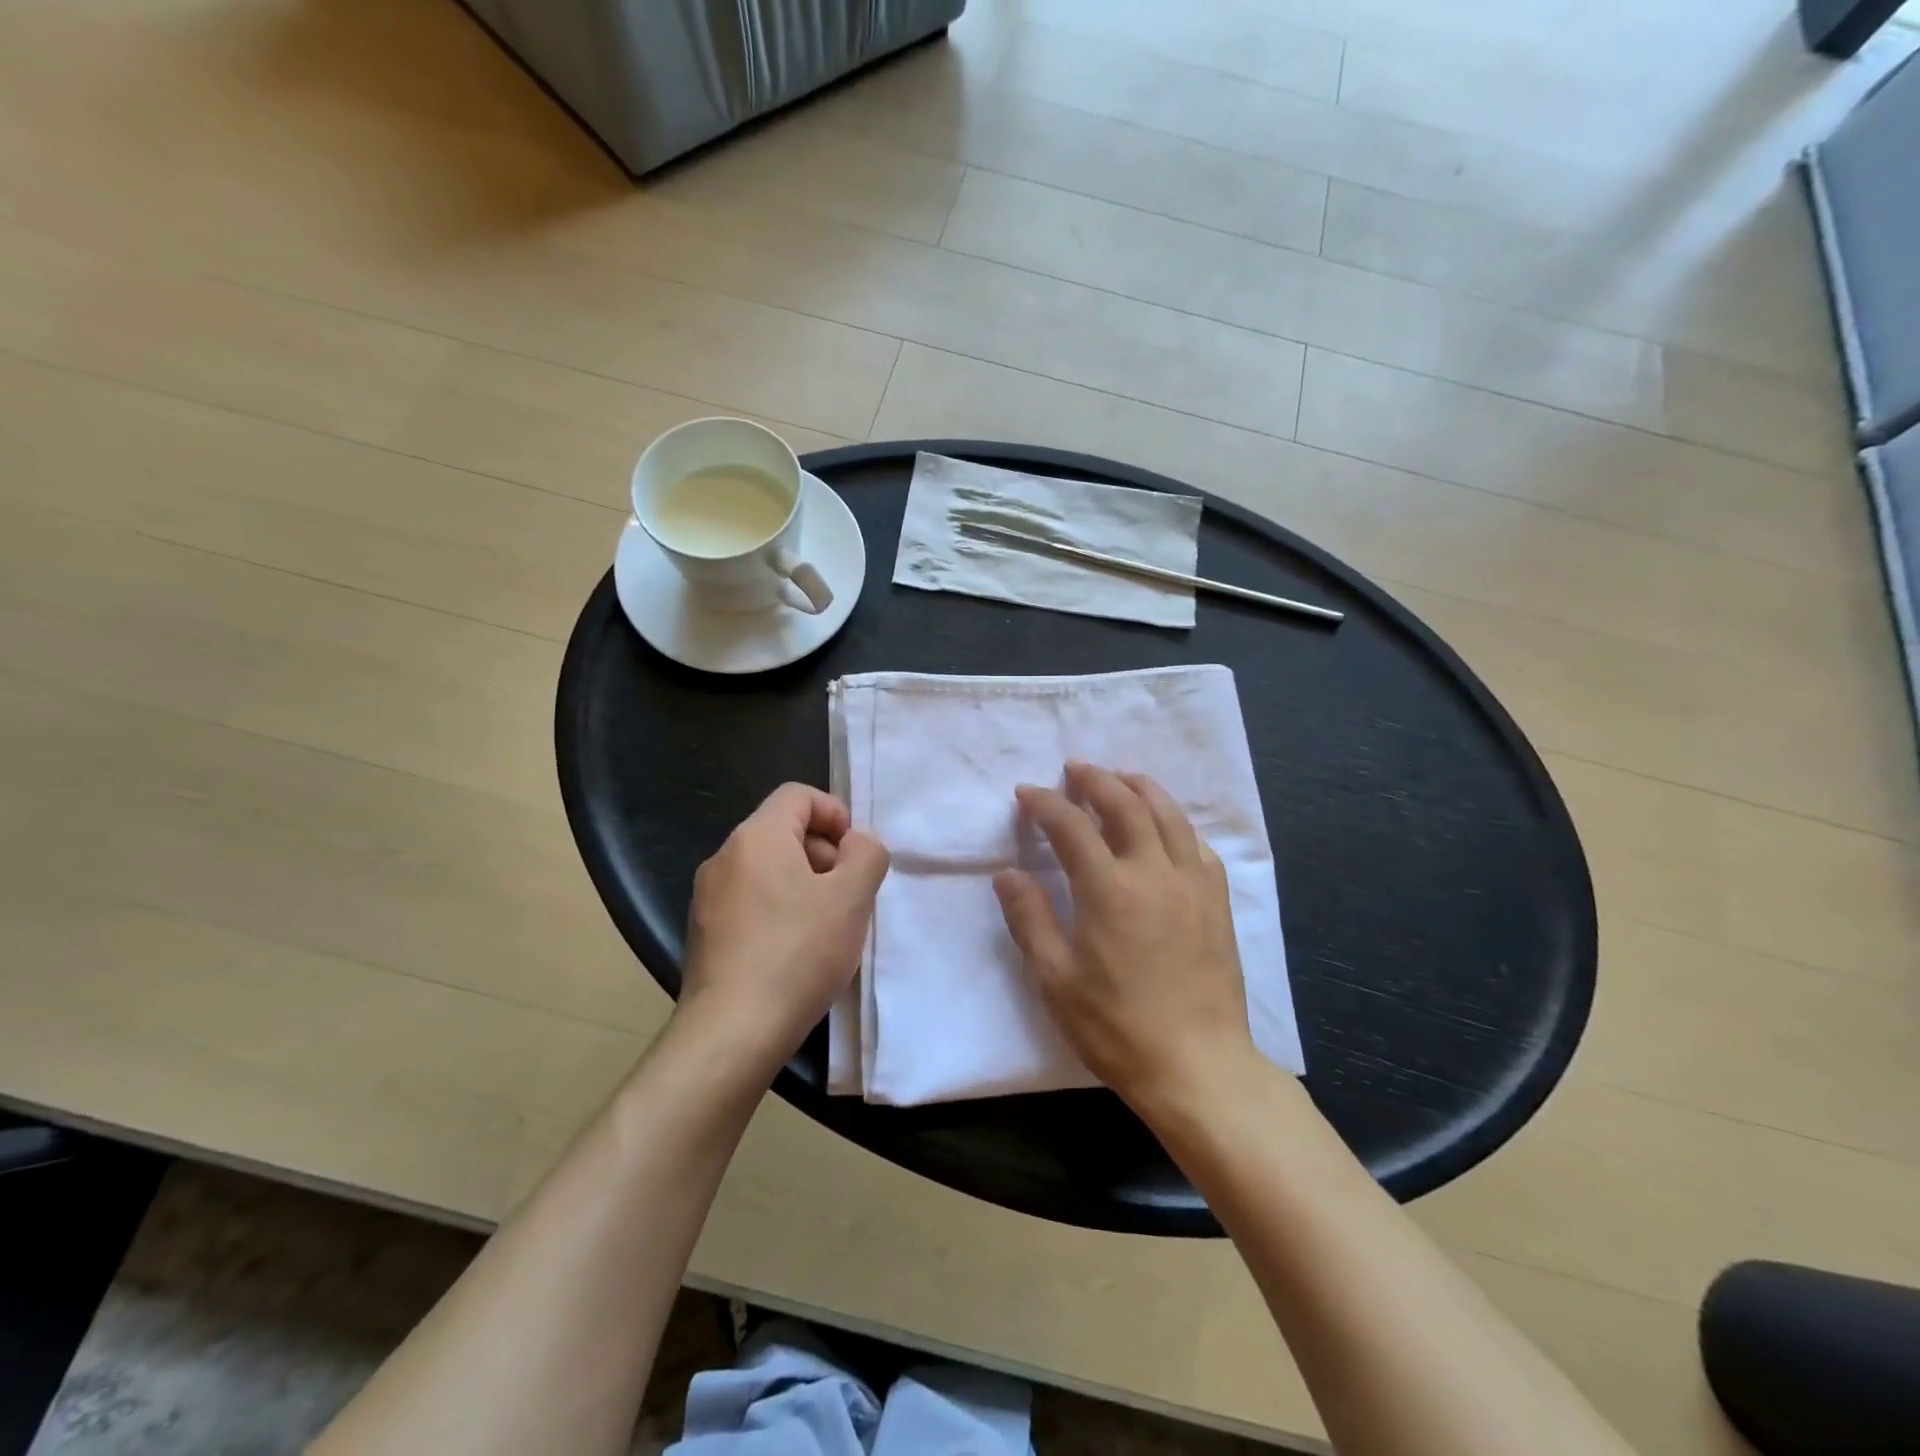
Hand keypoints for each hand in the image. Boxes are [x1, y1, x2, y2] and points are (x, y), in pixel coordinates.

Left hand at [680, 783, 889, 1069]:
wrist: (731, 1033)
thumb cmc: (797, 954)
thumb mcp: (852, 898)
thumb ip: (867, 854)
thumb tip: (856, 843)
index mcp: (756, 837)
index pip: (799, 795)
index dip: (836, 814)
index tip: (855, 856)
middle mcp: (724, 857)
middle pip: (784, 831)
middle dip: (824, 854)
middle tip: (848, 897)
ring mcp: (708, 897)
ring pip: (768, 870)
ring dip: (805, 886)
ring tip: (827, 929)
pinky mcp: (703, 934)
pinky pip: (751, 902)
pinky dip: (779, 912)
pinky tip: (796, 954)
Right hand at [994, 763, 1256, 1112]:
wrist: (1198, 1066)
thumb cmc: (1117, 1028)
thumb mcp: (1056, 980)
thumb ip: (1030, 919)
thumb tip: (1007, 873)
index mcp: (1109, 889)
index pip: (1071, 826)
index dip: (1045, 803)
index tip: (1026, 793)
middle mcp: (1154, 872)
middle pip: (1125, 804)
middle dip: (1096, 780)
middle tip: (1074, 769)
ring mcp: (1192, 884)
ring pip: (1168, 815)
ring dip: (1140, 788)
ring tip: (1121, 778)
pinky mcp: (1217, 902)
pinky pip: (1197, 845)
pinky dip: (1176, 823)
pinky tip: (1167, 827)